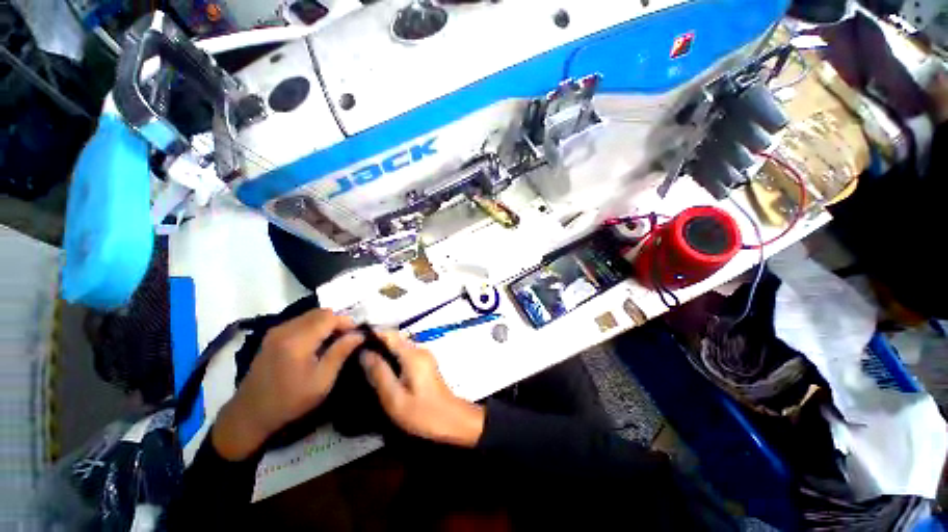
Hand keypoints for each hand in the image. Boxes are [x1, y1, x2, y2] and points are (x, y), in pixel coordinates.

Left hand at [212, 309, 362, 460]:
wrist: (251, 414)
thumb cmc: (290, 400)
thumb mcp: (322, 380)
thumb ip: (341, 352)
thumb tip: (359, 334)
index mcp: (297, 341)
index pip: (329, 317)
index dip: (347, 322)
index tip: (357, 334)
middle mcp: (285, 329)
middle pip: (320, 312)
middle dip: (338, 321)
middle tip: (348, 338)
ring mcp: (276, 331)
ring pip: (311, 315)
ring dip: (327, 323)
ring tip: (335, 340)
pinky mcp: (273, 336)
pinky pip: (300, 321)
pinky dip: (315, 326)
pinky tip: (318, 343)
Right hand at [361, 331, 484, 447]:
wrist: (452, 421)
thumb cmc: (422, 413)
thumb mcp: (395, 398)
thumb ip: (379, 373)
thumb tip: (364, 353)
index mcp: (412, 354)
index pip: (389, 334)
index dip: (371, 335)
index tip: (352, 341)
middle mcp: (419, 349)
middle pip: (394, 339)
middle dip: (375, 344)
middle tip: (353, 356)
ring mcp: (424, 356)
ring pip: (399, 347)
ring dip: (383, 352)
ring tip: (362, 363)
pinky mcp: (425, 363)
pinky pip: (405, 354)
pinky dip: (392, 358)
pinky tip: (381, 370)